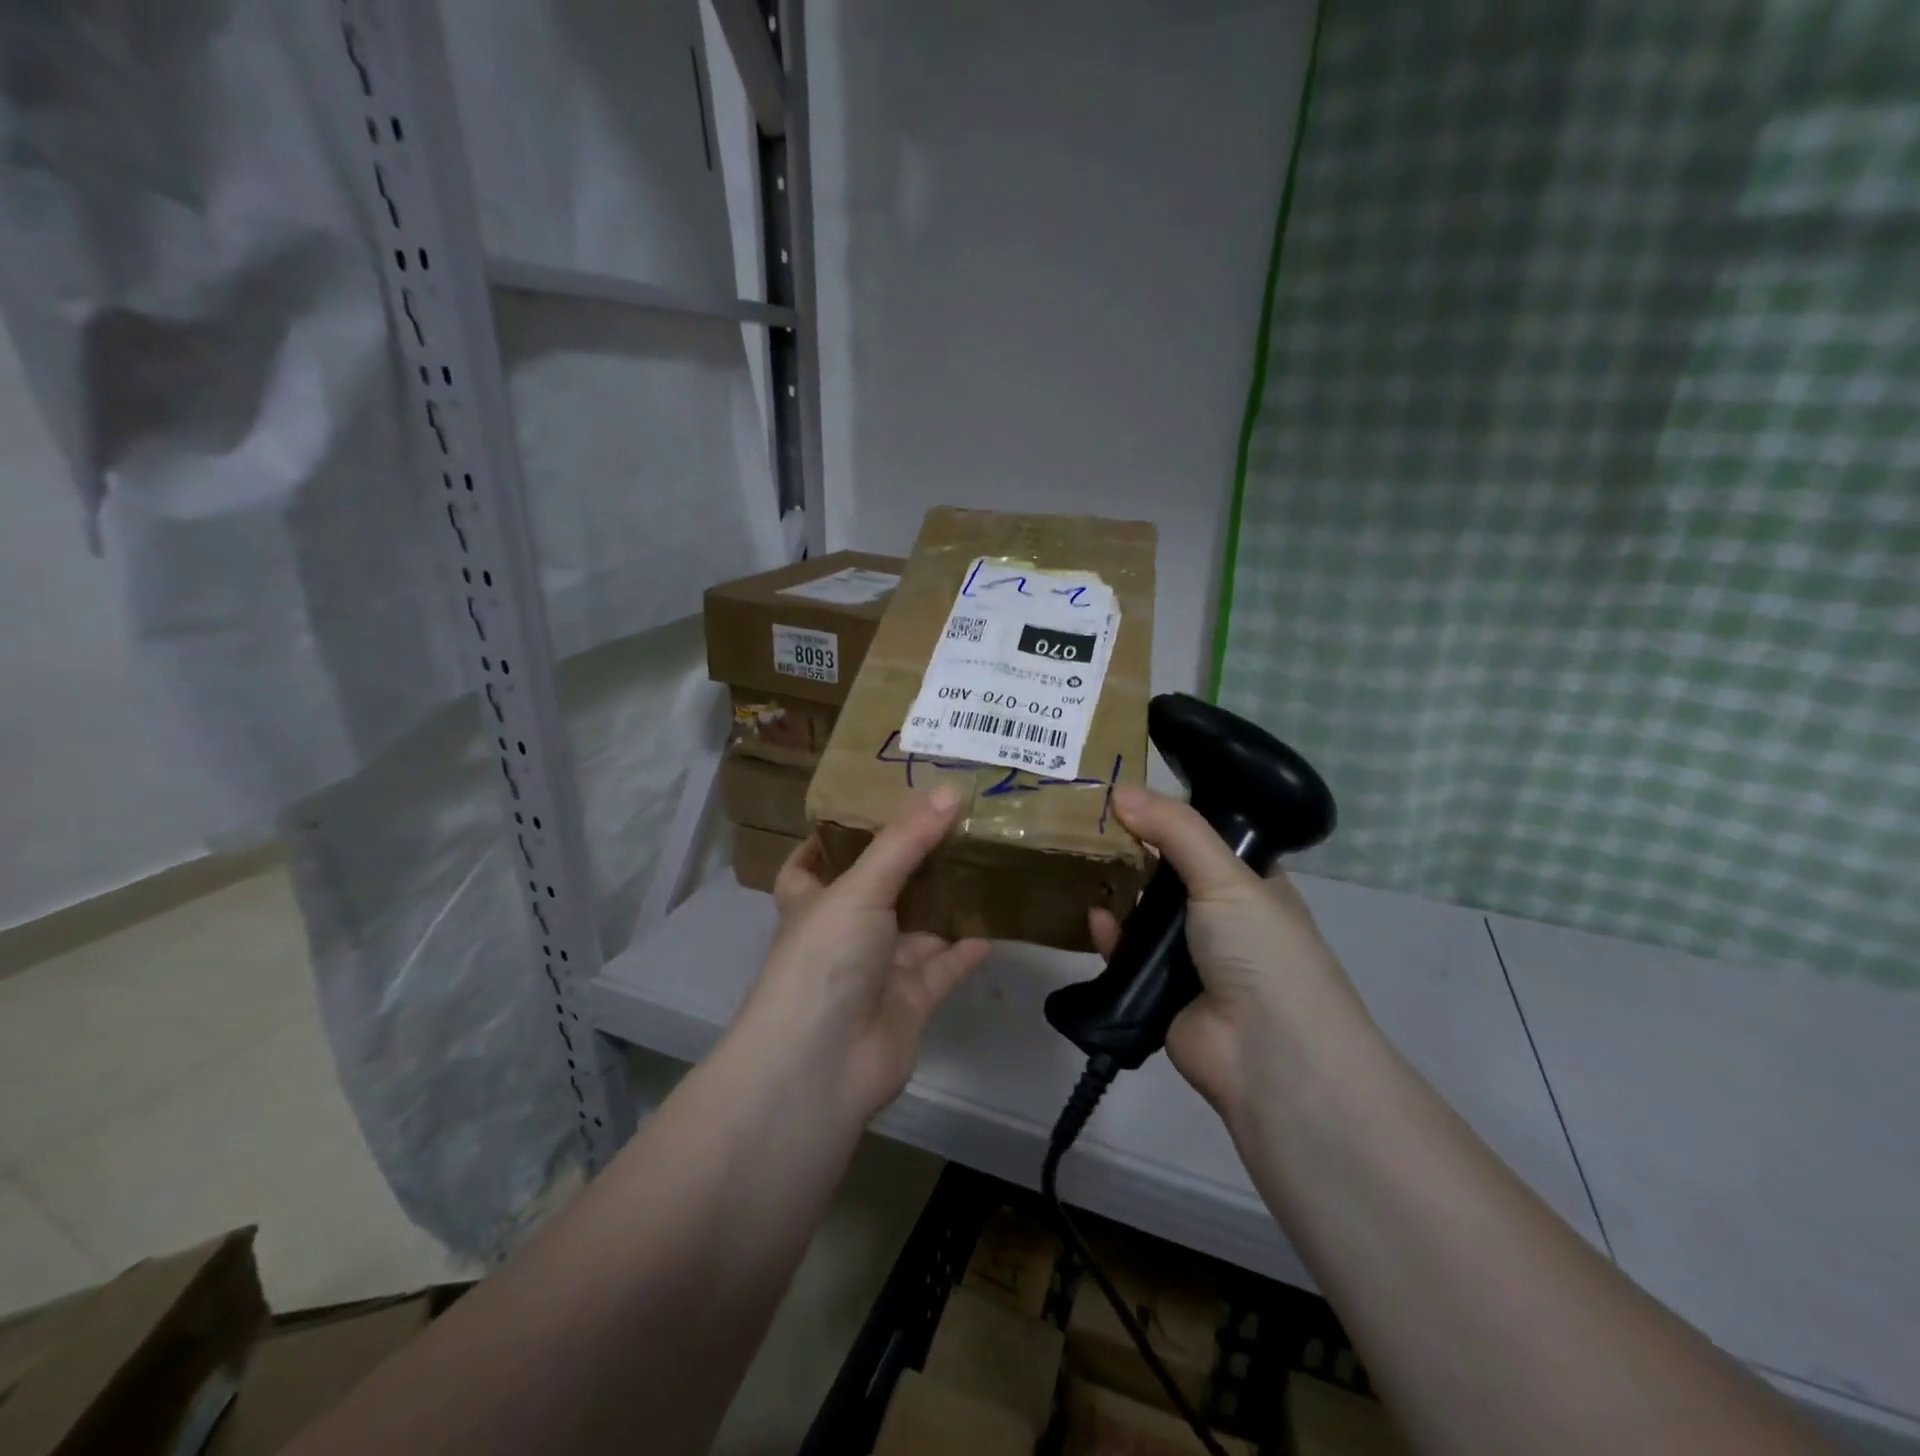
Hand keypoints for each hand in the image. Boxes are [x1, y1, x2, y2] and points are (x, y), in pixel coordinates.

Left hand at [733, 787, 990, 1121]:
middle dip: (908, 861)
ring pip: (917, 927)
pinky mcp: (910, 1002)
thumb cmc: (825, 959)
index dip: (828, 838)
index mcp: (813, 902)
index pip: (810, 864)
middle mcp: (843, 934)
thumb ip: (904, 841)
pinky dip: (968, 948)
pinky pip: (945, 967)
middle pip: (876, 890)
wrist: (823, 1065)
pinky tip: (998, 920)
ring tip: (983, 858)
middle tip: (950, 821)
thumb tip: (948, 790)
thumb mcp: (860, 888)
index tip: (864, 806)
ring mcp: (877, 970)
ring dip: (944, 901)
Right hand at [1088, 785, 1370, 1121]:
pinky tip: (1095, 919)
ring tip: (1079, 859)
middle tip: (1089, 821)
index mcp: (1251, 885)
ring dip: (1118, 893)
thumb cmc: (1261, 950)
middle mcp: (1222, 918)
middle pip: (1169, 875)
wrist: (1267, 1054)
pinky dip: (1111, 938)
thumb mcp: (1226, 876)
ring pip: (1144, 915)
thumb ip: (1175, 829)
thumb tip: (1120, 789)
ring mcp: (1190, 958)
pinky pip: (1126, 955)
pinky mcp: (1158, 992)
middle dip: (1134, 852)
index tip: (1126, 791)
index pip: (1207, 838)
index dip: (1170, 816)